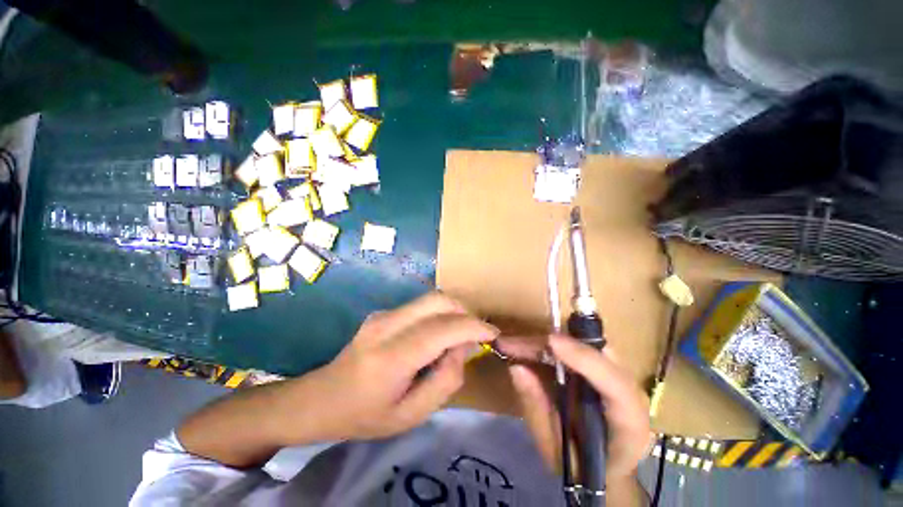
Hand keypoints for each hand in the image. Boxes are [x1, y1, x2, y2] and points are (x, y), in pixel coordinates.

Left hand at [299, 293, 497, 441]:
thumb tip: (463, 347)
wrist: (321, 399)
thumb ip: (445, 380)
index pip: (443, 329)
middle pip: (438, 300)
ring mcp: (382, 314)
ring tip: (458, 336)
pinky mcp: (383, 312)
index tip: (493, 334)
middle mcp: (386, 325)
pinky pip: (420, 306)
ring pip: (431, 299)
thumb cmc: (366, 416)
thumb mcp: (411, 415)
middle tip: (475, 334)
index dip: (474, 326)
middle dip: (465, 312)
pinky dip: (439, 314)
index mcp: (391, 357)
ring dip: (453, 311)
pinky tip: (436, 336)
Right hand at [503, 335, 651, 480]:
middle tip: (510, 345)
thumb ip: (537, 409)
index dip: (584, 359)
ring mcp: (616, 374)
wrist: (605, 469)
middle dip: (549, 344)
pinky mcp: (600, 365)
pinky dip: (547, 346)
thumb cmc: (581, 467)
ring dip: (544, 342)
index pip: (616, 385)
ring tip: (511, 345)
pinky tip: (524, 348)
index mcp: (629, 424)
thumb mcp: (554, 449)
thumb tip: (516, 367)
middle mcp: (629, 391)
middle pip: (593, 353)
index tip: (550, 342)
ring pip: (580, 343)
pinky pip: (573, 346)